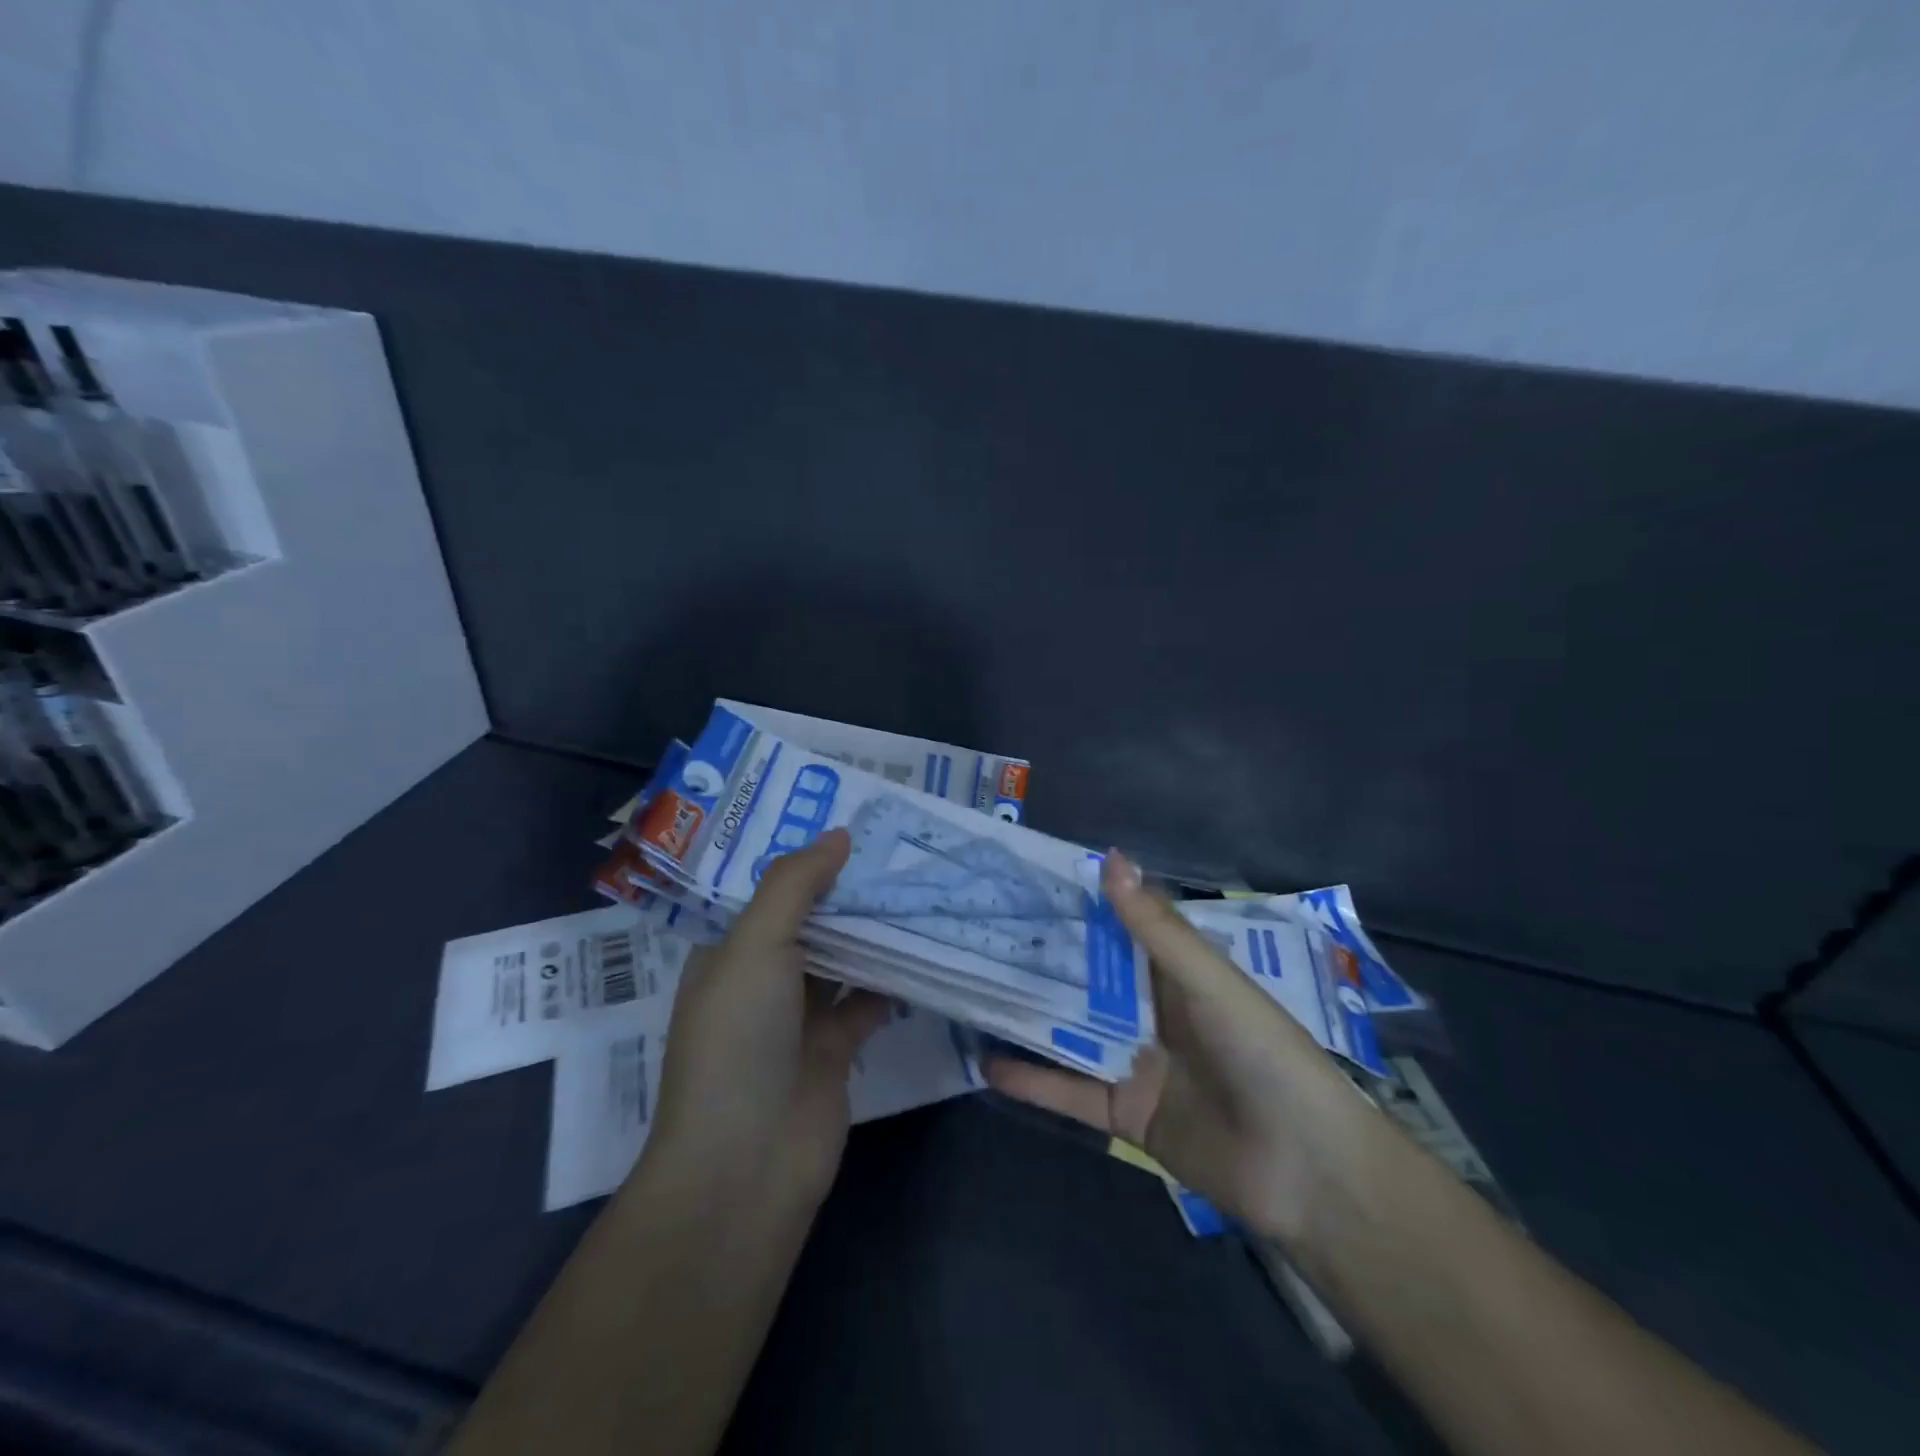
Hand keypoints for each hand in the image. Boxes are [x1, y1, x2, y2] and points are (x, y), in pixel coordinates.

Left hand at [646, 829, 890, 1207]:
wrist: (746, 1164)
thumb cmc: (738, 1039)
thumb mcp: (754, 945)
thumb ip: (795, 884)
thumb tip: (840, 833)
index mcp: (730, 951)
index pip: (770, 891)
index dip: (806, 858)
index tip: (853, 823)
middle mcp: (762, 978)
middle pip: (812, 921)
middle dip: (848, 889)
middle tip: (900, 848)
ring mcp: (799, 1017)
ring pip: (844, 959)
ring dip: (875, 931)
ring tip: (919, 886)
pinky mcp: (835, 1050)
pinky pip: (867, 1002)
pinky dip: (892, 980)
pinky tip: (925, 950)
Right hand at [986, 852, 1361, 1244]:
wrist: (1306, 1170)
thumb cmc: (1263, 1053)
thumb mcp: (1208, 981)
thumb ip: (1155, 927)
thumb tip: (1111, 857)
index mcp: (1177, 973)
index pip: (1119, 929)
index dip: (1078, 906)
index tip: (1025, 883)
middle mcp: (1151, 1011)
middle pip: (1088, 979)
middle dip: (1042, 958)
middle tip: (981, 933)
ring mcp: (1135, 1062)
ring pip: (1072, 1031)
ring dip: (1029, 1015)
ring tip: (972, 990)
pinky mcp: (1123, 1113)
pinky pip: (1070, 1092)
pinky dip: (1032, 1079)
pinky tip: (987, 1062)